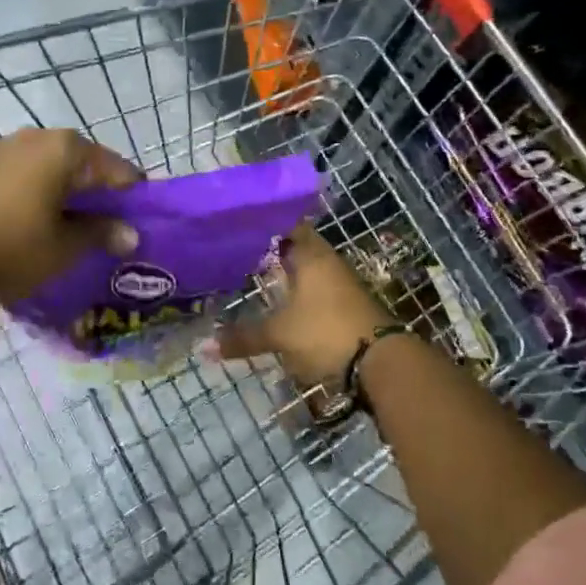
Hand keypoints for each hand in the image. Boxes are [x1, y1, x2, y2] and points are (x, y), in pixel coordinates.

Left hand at [0, 129, 140, 304]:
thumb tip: (131, 234)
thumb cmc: (12, 249)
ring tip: (69, 223)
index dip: (131, 196)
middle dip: (97, 191)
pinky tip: (31, 218)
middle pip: (82, 162)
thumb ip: (103, 233)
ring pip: (49, 166)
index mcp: (65, 149)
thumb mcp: (66, 248)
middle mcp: (35, 136)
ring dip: (64, 189)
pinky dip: (34, 190)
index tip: (137, 222)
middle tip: (105, 225)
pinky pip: (19, 172)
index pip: (116, 168)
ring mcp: (0, 147)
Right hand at [214, 223, 389, 385]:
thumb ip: (243, 337)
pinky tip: (281, 303)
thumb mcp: (279, 335)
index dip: (264, 223)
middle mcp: (327, 262)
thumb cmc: (325, 332)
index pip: (286, 224)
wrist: (381, 361)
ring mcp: (341, 283)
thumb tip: (204, 348)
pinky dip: (297, 292)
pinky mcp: (347, 305)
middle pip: (297, 246)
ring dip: (286, 273)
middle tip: (238, 252)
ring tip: (254, 276)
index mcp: (311, 255)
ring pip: (307, 269)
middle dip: (270, 250)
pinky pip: (316, 289)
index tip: (238, 225)